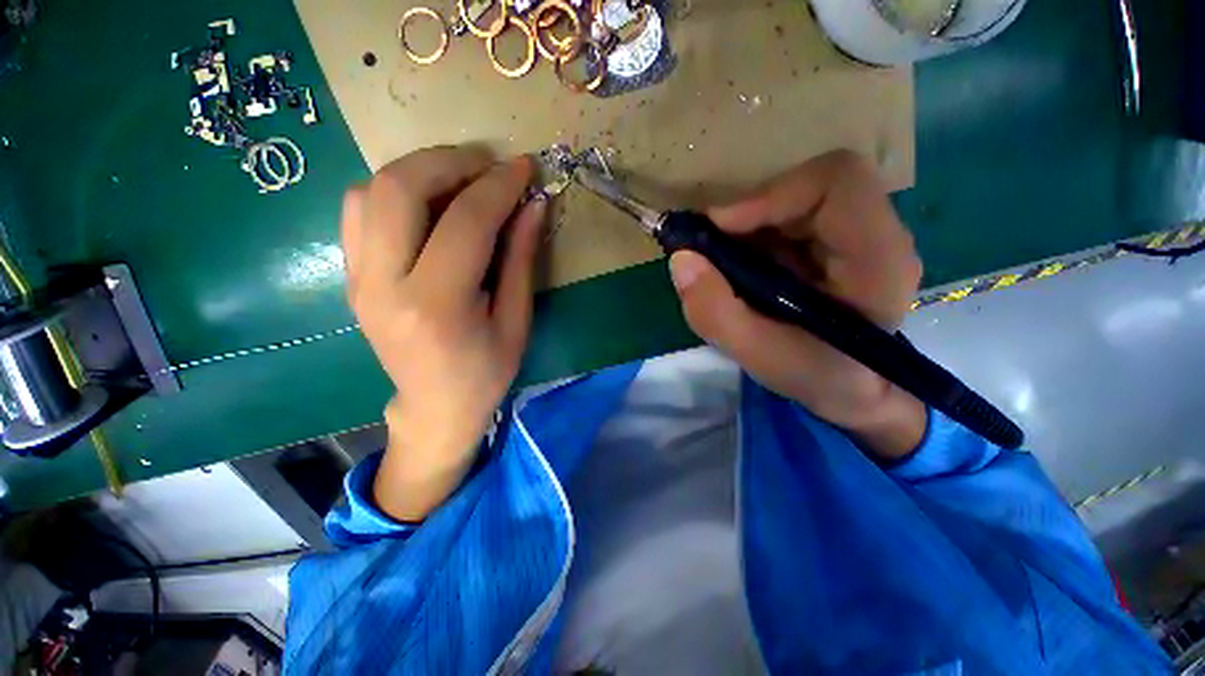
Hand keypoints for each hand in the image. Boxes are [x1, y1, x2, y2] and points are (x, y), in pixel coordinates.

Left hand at [342, 147, 545, 521]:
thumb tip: (532, 205)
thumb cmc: (486, 373)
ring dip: (418, 170)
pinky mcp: (350, 276)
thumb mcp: (516, 321)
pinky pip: (357, 211)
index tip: (523, 168)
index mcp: (437, 306)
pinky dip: (393, 190)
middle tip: (487, 164)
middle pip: (398, 189)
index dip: (499, 187)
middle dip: (449, 161)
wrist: (434, 406)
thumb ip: (521, 259)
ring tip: (460, 179)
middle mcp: (384, 286)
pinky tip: (428, 204)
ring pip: (369, 190)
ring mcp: (358, 279)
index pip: (466, 222)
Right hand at [669, 151, 925, 460]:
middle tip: (709, 247)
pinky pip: (788, 218)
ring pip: (794, 199)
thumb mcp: (759, 356)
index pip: (835, 184)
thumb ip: (715, 313)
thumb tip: (681, 260)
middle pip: (809, 186)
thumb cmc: (818, 377)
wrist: (852, 389)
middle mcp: (877, 235)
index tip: (718, 228)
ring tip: (722, 263)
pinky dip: (753, 235)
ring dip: (748, 226)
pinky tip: (741, 268)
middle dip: (750, 212)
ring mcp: (858, 235)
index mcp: (878, 260)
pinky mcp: (835, 241)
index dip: (770, 195)